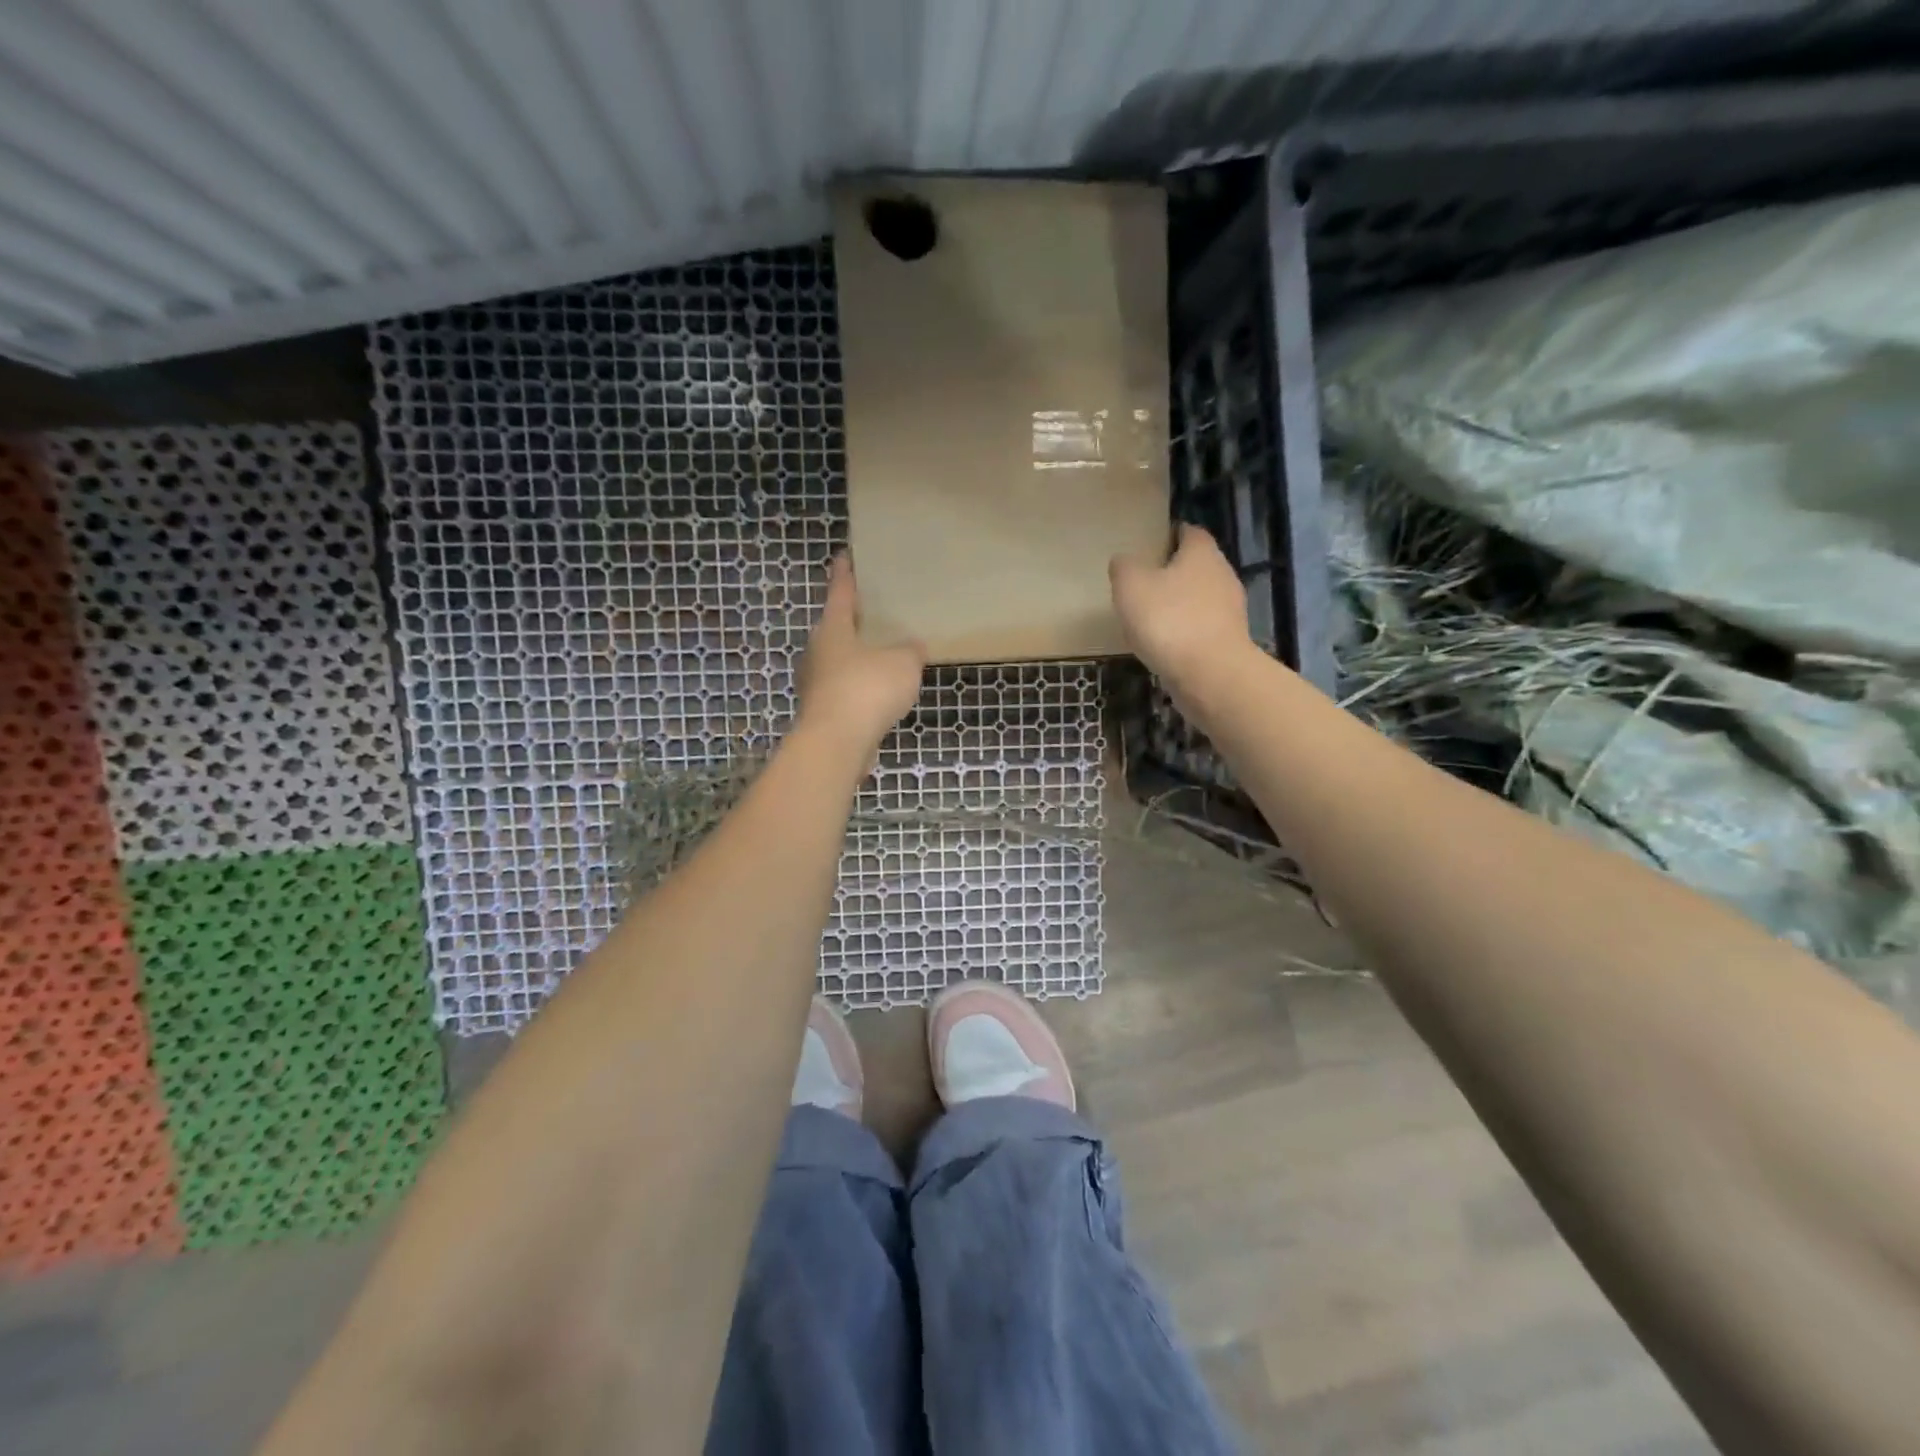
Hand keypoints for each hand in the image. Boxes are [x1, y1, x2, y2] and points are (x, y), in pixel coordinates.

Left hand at [797, 554, 925, 755]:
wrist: (836, 743)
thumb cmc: (867, 689)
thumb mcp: (902, 664)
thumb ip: (909, 651)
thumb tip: (913, 646)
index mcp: (833, 629)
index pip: (840, 592)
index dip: (844, 574)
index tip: (844, 555)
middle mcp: (818, 652)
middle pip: (835, 629)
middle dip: (851, 621)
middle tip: (871, 612)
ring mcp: (816, 684)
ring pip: (838, 662)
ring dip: (856, 659)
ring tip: (881, 656)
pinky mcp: (822, 712)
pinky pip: (844, 691)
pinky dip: (859, 689)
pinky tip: (878, 695)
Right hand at [1109, 524, 1252, 683]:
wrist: (1210, 675)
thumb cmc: (1169, 620)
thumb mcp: (1131, 586)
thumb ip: (1124, 568)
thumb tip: (1124, 562)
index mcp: (1202, 553)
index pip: (1190, 532)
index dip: (1170, 535)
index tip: (1151, 544)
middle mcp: (1222, 575)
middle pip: (1196, 566)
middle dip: (1173, 572)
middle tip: (1143, 583)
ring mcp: (1229, 611)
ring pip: (1199, 599)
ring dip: (1178, 605)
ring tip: (1149, 618)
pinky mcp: (1228, 641)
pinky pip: (1200, 628)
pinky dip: (1183, 632)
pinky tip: (1163, 645)